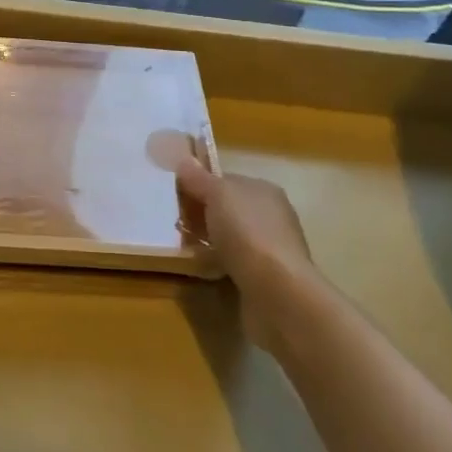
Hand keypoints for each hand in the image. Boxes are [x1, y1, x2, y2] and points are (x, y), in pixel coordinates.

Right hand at [176, 157, 313, 295]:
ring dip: (208, 239)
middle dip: (202, 214)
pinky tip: (202, 267)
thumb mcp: (217, 195)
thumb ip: (198, 178)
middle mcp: (271, 215)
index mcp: (264, 190)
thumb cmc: (247, 232)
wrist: (276, 291)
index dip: (200, 185)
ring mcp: (270, 247)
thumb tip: (183, 160)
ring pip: (230, 236)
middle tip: (175, 222)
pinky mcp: (265, 276)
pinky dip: (217, 262)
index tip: (176, 195)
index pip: (226, 181)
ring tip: (183, 245)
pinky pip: (234, 261)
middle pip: (227, 208)